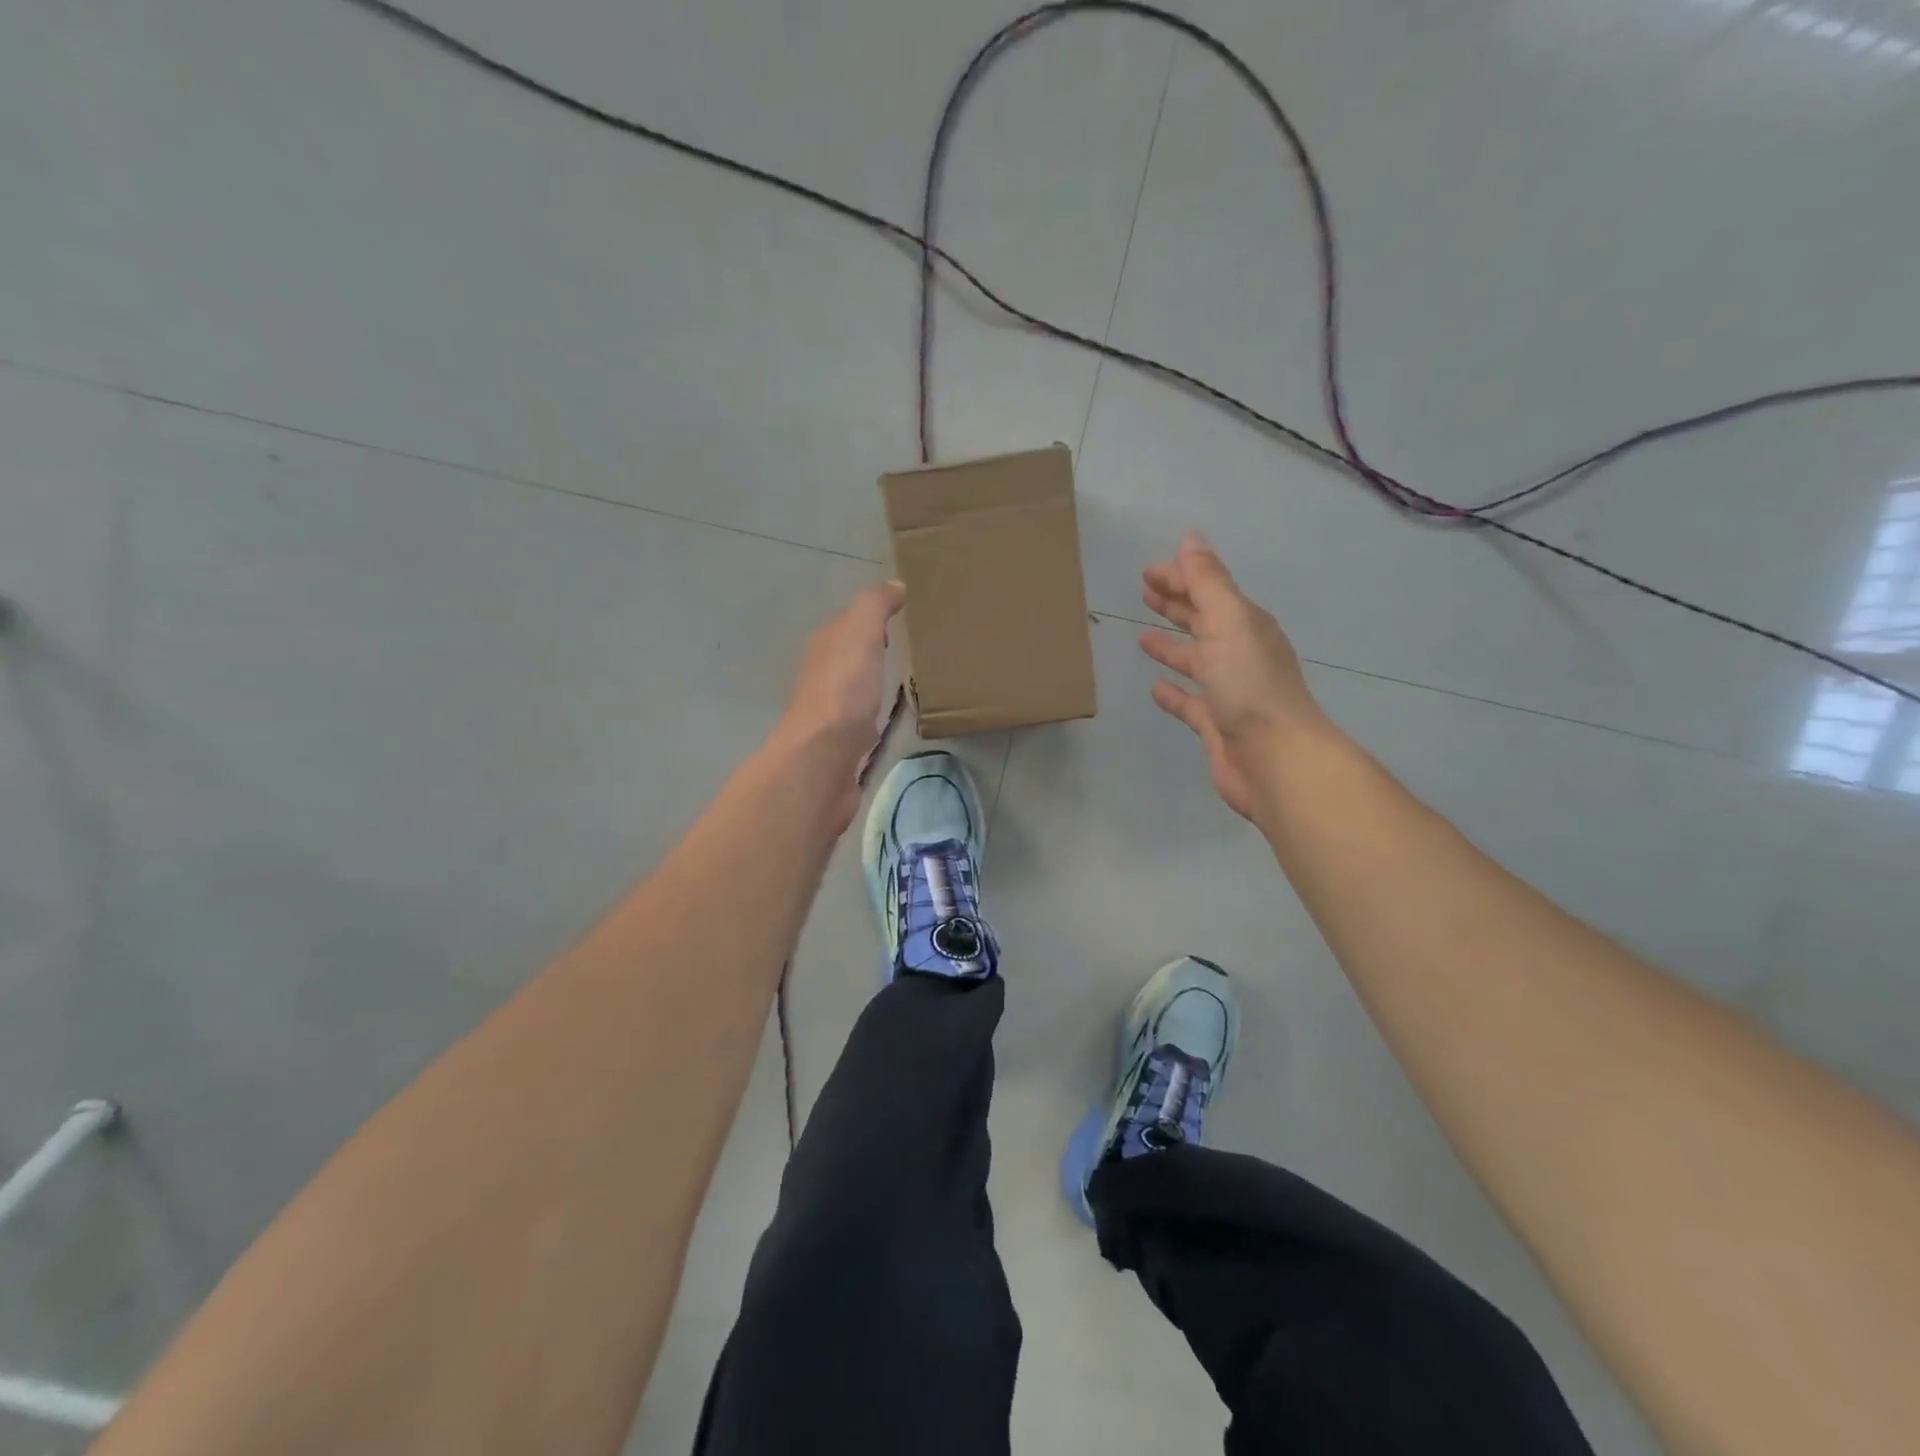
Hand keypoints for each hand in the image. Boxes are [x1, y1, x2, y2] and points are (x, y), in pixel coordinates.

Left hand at [774, 579, 905, 788]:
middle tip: (910, 649)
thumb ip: (874, 607)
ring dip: (872, 684)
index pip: (848, 623)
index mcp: (824, 646)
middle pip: (850, 656)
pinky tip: (892, 720)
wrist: (821, 761)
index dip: (872, 617)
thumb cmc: (843, 692)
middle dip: (873, 651)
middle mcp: (822, 676)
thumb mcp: (860, 635)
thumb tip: (894, 585)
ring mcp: (830, 712)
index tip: (905, 617)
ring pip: (854, 688)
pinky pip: (862, 720)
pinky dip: (875, 715)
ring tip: (906, 682)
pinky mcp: (841, 744)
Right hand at [1140, 534, 1330, 820]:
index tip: (1147, 571)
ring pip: (1196, 660)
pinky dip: (1172, 692)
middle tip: (1145, 592)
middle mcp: (1239, 653)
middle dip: (1177, 605)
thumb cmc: (1250, 685)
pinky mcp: (1215, 724)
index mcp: (1245, 625)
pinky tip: (1154, 687)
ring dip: (1172, 646)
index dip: (1180, 577)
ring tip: (1142, 637)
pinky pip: (1189, 702)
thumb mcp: (1228, 621)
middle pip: (1204, 621)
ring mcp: (1228, 691)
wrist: (1275, 759)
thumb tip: (1191, 539)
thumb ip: (1208, 582)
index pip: (1208, 591)